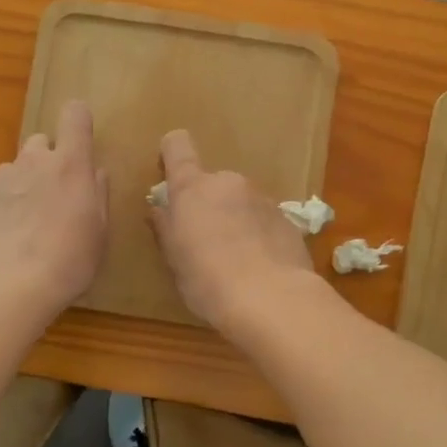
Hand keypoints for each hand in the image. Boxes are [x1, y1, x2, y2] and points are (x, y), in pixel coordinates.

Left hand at [0, 100, 108, 314]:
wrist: (8, 286)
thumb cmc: (69, 259)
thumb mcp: (99, 230)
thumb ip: (97, 193)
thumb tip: (95, 172)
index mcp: (69, 164)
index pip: (75, 115)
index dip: (78, 122)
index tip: (81, 140)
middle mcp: (32, 161)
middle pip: (40, 142)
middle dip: (48, 161)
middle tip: (54, 196)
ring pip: (14, 170)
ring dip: (22, 186)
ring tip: (25, 225)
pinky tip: (3, 241)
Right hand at [147, 129, 316, 332]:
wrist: (272, 299)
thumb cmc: (208, 280)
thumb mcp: (175, 259)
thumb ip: (166, 228)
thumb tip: (160, 209)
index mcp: (192, 188)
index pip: (178, 147)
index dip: (171, 154)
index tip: (168, 174)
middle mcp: (228, 182)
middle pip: (211, 183)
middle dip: (208, 205)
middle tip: (204, 242)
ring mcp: (261, 198)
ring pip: (240, 202)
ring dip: (235, 220)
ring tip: (235, 260)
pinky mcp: (287, 218)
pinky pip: (263, 220)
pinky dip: (258, 235)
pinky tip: (259, 267)